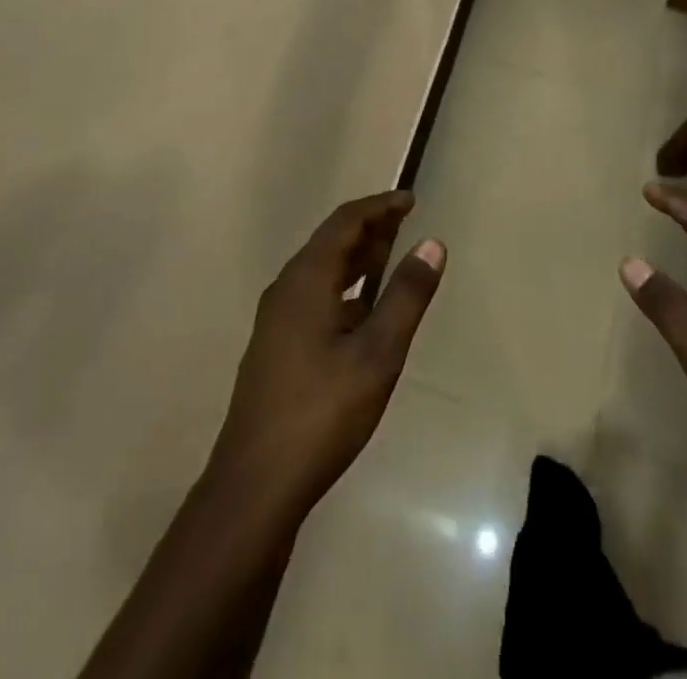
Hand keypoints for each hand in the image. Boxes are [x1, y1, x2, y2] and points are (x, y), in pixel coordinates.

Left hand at [209, 190, 444, 513]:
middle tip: (405, 223)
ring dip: (355, 259)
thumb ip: (406, 295)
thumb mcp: (378, 353)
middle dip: (369, 229)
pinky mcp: (275, 348)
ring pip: (320, 272)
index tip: (410, 200)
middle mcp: (286, 290)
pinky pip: (313, 297)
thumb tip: (432, 243)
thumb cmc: (322, 412)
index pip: (344, 222)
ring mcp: (276, 321)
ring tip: (389, 257)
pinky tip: (362, 312)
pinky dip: (343, 288)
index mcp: (306, 280)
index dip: (379, 206)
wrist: (255, 486)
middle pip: (330, 242)